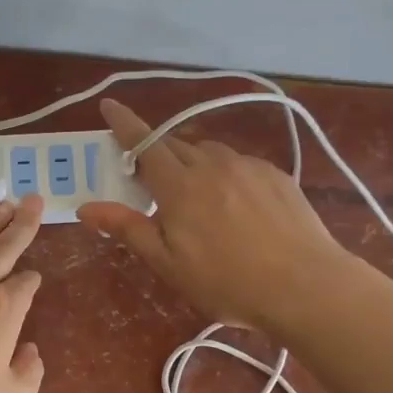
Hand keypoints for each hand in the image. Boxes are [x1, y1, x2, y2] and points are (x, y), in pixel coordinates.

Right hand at [79, 98, 349, 332]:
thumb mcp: (169, 263)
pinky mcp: (275, 174)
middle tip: (149, 178)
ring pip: (208, 152)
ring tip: (195, 195)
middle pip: (175, 145)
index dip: (123, 123)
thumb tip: (87, 207)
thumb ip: (128, 229)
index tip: (108, 106)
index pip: (143, 143)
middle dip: (156, 153)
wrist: (306, 286)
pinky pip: (238, 163)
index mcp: (180, 186)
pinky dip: (224, 173)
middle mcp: (212, 164)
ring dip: (192, 163)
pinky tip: (234, 205)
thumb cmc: (228, 282)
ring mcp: (248, 166)